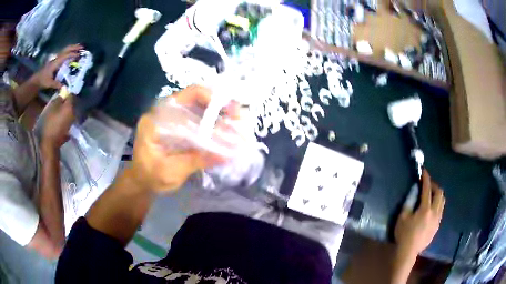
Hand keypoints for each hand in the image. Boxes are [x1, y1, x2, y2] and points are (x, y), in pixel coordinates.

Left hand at [32, 44, 82, 88]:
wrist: (36, 79)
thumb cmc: (42, 80)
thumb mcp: (49, 83)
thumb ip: (57, 84)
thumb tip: (64, 87)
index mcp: (56, 62)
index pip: (65, 56)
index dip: (72, 54)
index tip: (79, 55)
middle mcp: (56, 58)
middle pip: (66, 49)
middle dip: (74, 47)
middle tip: (82, 47)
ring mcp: (56, 59)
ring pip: (65, 50)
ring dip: (72, 48)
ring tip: (79, 48)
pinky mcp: (55, 61)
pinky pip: (63, 54)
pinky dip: (69, 51)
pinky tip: (72, 53)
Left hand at [41, 96, 74, 149]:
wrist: (49, 147)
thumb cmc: (58, 125)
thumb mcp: (67, 109)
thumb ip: (71, 99)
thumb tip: (72, 92)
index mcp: (53, 102)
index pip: (62, 94)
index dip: (69, 96)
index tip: (76, 100)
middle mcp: (49, 111)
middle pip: (60, 107)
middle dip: (67, 108)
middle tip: (75, 112)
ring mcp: (48, 124)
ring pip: (58, 118)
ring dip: (64, 120)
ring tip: (72, 123)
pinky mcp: (49, 135)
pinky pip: (58, 130)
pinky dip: (62, 131)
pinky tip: (67, 134)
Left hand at [129, 85, 226, 191]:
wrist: (141, 183)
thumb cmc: (151, 177)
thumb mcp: (171, 171)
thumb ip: (197, 160)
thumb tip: (228, 154)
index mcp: (155, 119)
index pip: (183, 97)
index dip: (208, 98)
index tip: (229, 109)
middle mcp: (163, 113)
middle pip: (194, 99)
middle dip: (218, 106)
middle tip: (237, 116)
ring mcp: (170, 118)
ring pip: (197, 108)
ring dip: (217, 115)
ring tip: (235, 124)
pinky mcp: (176, 126)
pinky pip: (196, 119)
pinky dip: (211, 124)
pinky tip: (223, 132)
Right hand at [394, 170, 444, 256]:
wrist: (408, 251)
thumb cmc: (404, 234)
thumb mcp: (402, 217)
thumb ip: (409, 202)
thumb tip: (414, 190)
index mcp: (425, 209)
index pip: (427, 189)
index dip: (426, 178)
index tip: (424, 171)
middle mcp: (435, 212)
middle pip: (439, 193)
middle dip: (434, 185)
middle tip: (427, 185)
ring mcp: (438, 219)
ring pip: (442, 201)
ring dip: (437, 195)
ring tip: (430, 195)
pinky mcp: (438, 225)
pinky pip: (441, 210)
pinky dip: (437, 204)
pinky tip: (431, 208)